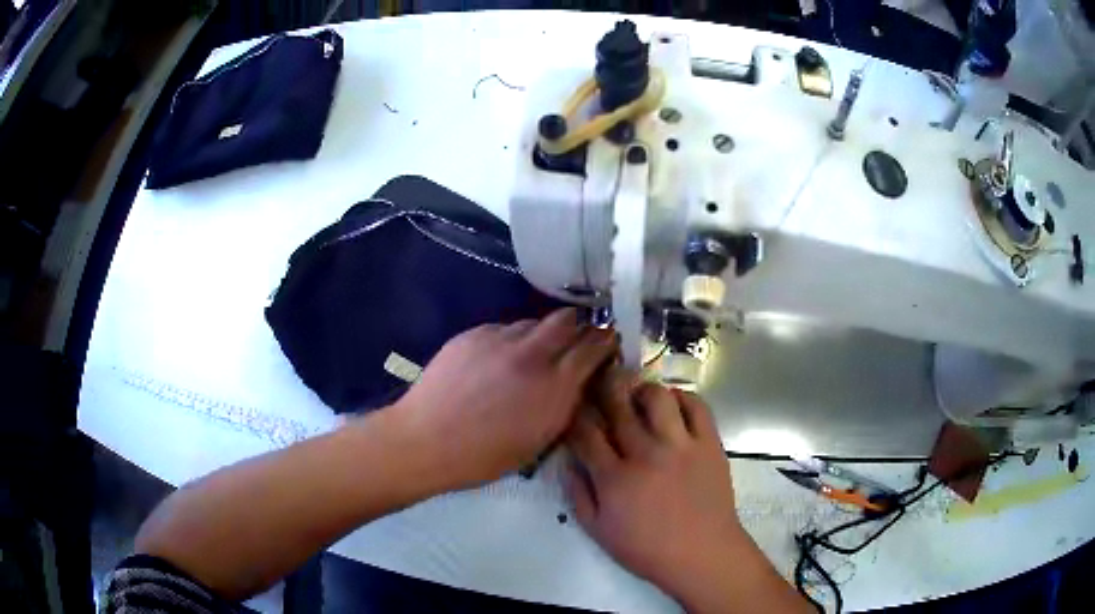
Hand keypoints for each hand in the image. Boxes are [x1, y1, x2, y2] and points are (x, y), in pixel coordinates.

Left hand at [394, 308, 616, 490]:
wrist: (425, 441)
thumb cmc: (484, 456)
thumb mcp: (539, 441)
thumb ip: (565, 405)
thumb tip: (578, 381)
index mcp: (554, 386)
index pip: (594, 345)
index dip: (605, 340)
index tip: (608, 342)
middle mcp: (532, 354)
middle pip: (567, 320)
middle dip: (577, 326)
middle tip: (573, 341)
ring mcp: (499, 339)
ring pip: (533, 323)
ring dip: (541, 334)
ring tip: (532, 354)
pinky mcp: (472, 334)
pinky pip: (503, 329)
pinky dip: (510, 340)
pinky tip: (497, 360)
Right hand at [566, 372, 745, 599]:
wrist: (702, 554)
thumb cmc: (647, 549)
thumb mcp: (598, 531)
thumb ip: (578, 494)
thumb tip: (567, 460)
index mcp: (614, 478)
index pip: (586, 432)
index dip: (576, 415)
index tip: (575, 408)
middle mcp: (646, 454)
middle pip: (618, 405)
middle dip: (603, 387)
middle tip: (602, 381)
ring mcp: (681, 445)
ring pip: (657, 397)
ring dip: (642, 390)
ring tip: (638, 397)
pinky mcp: (709, 443)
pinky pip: (696, 405)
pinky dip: (681, 397)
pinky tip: (672, 405)